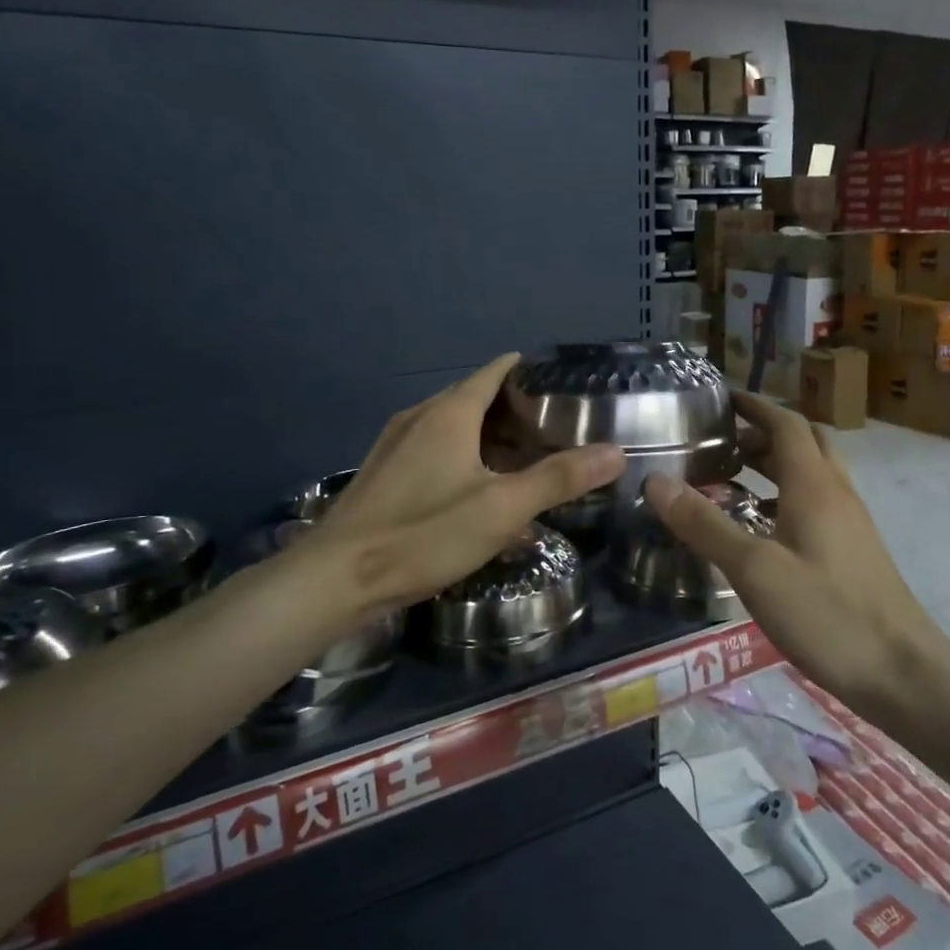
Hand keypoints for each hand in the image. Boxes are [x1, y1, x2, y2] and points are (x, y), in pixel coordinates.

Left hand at [292, 354, 624, 614]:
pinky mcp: (383, 473)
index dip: (528, 372)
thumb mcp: (502, 509)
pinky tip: (476, 489)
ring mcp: (395, 444)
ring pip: (452, 425)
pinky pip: (432, 448)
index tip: (562, 386)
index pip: (495, 371)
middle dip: (514, 408)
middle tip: (554, 430)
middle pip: (474, 397)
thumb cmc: (424, 534)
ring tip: (523, 459)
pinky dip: (462, 455)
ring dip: (488, 435)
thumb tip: (616, 452)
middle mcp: (420, 417)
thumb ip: (559, 478)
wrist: (334, 578)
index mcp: (450, 413)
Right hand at [642, 392, 949, 728]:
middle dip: (763, 432)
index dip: (754, 405)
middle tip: (722, 443)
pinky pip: (818, 502)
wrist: (904, 674)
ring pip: (813, 473)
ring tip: (732, 479)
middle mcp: (837, 492)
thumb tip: (656, 481)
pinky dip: (786, 496)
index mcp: (815, 485)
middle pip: (804, 441)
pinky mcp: (855, 550)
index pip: (785, 422)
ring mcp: (851, 522)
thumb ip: (705, 524)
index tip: (720, 399)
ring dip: (776, 464)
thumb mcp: (754, 570)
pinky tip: (762, 529)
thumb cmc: (827, 614)